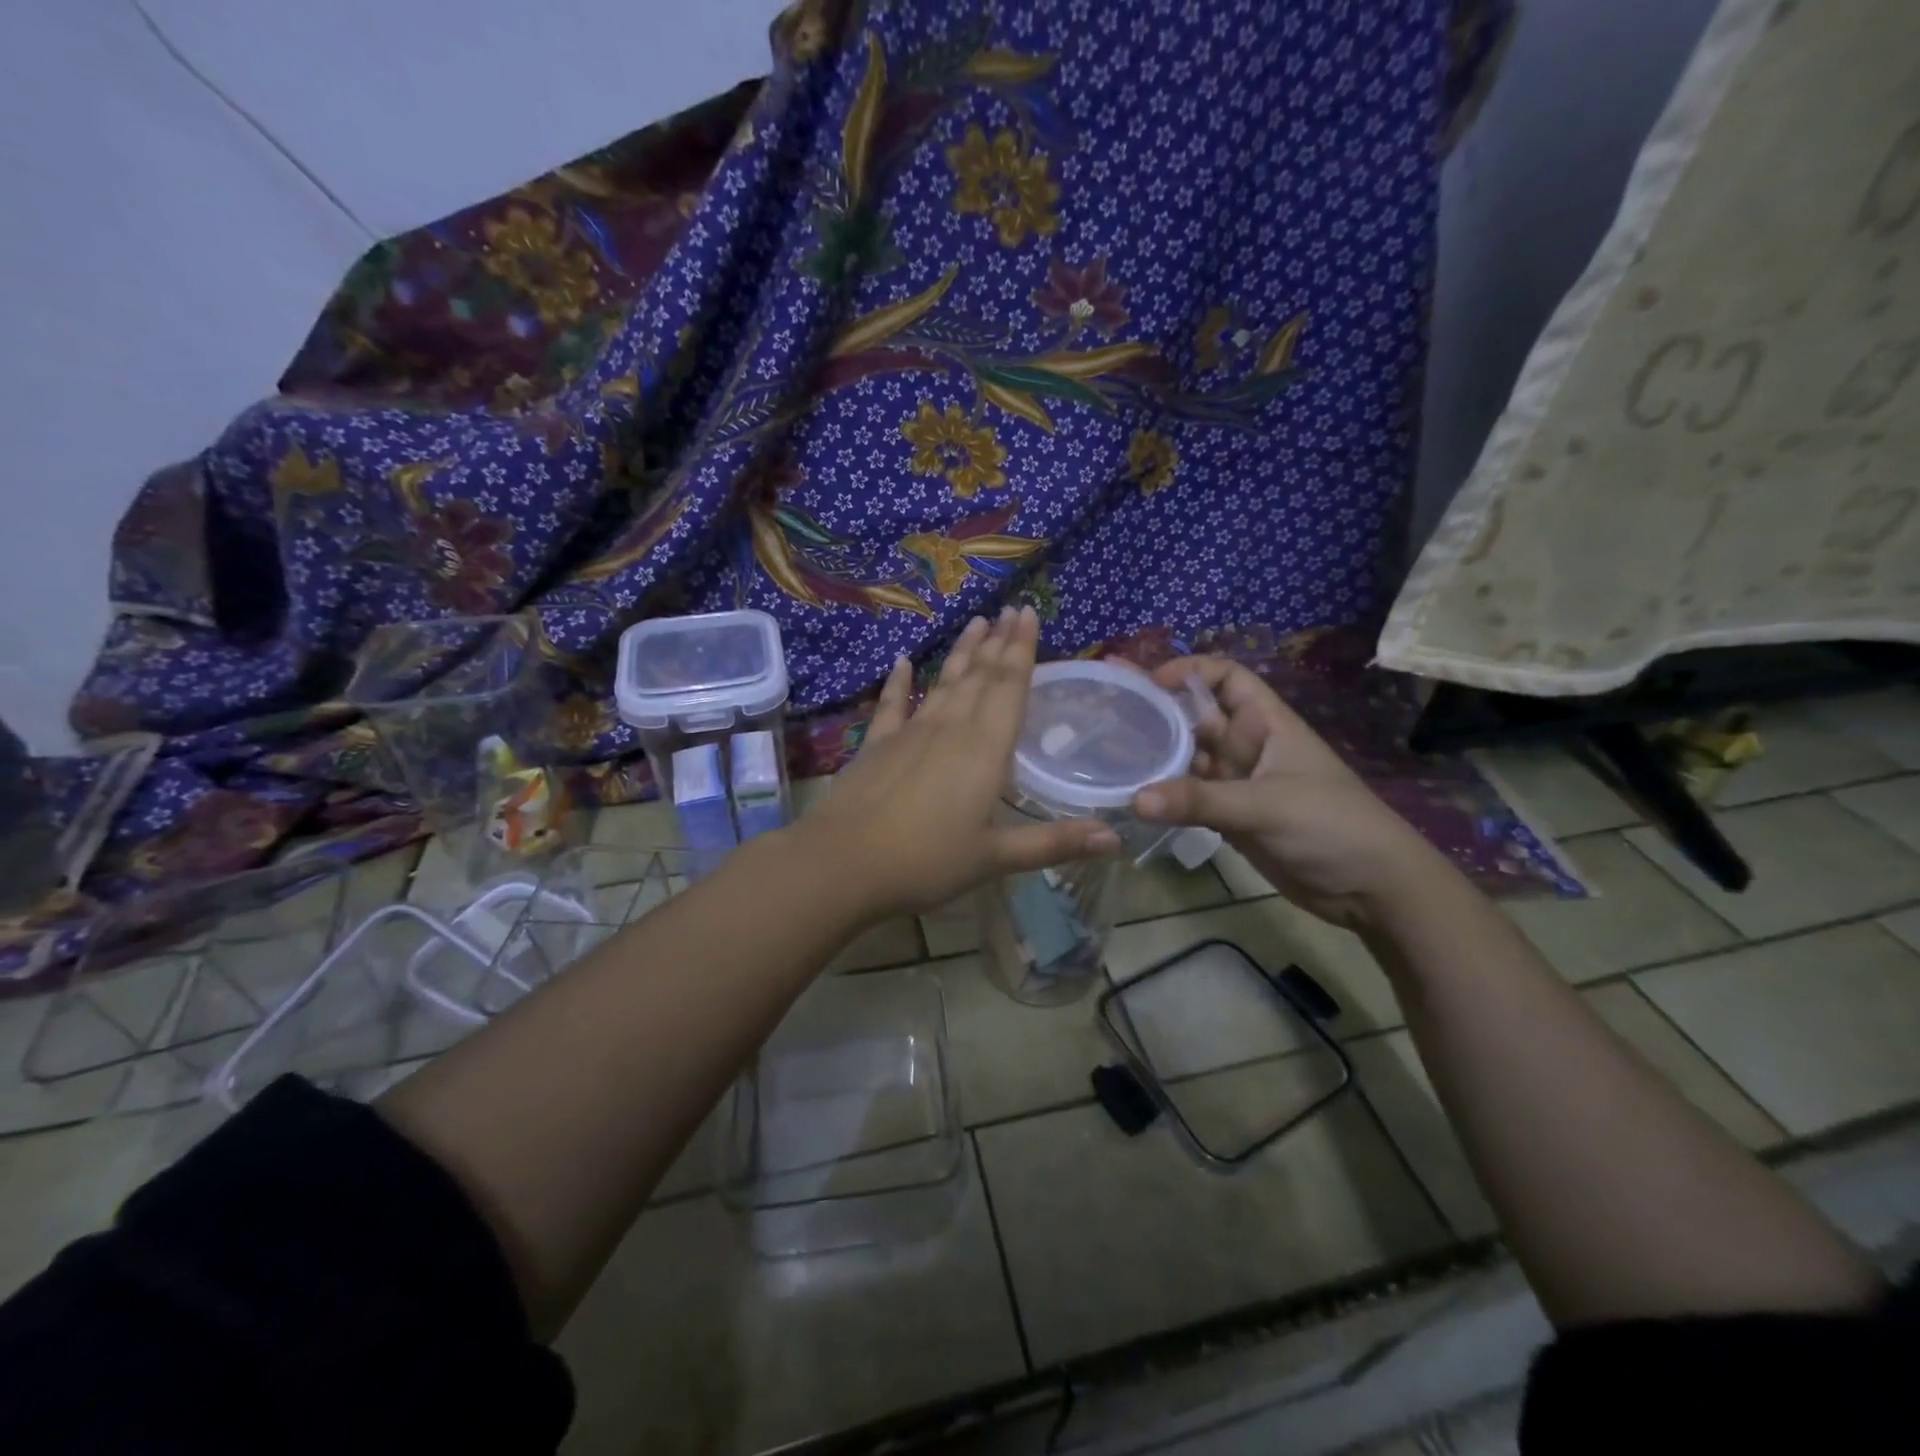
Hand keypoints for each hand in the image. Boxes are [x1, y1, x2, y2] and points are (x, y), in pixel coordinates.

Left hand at [799, 607, 1121, 919]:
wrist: (844, 863)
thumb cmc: (927, 862)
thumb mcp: (995, 858)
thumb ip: (1054, 843)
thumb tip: (1118, 837)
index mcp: (985, 750)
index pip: (1010, 687)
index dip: (1022, 650)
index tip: (1028, 614)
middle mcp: (950, 729)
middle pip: (980, 677)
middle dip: (998, 642)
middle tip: (1010, 609)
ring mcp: (910, 733)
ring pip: (944, 683)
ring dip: (962, 654)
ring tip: (976, 623)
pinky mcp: (876, 745)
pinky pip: (892, 705)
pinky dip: (899, 682)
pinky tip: (903, 661)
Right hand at [1131, 656, 1444, 930]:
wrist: (1372, 888)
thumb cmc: (1331, 827)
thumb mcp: (1265, 806)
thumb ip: (1200, 800)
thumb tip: (1134, 799)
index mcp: (1266, 723)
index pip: (1226, 678)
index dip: (1189, 671)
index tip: (1148, 684)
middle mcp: (1246, 746)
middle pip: (1195, 717)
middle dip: (1155, 709)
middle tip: (1103, 705)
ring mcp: (1236, 782)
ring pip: (1186, 758)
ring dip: (1152, 754)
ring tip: (1103, 750)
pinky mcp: (1228, 816)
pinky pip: (1187, 796)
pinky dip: (1161, 795)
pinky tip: (1128, 794)